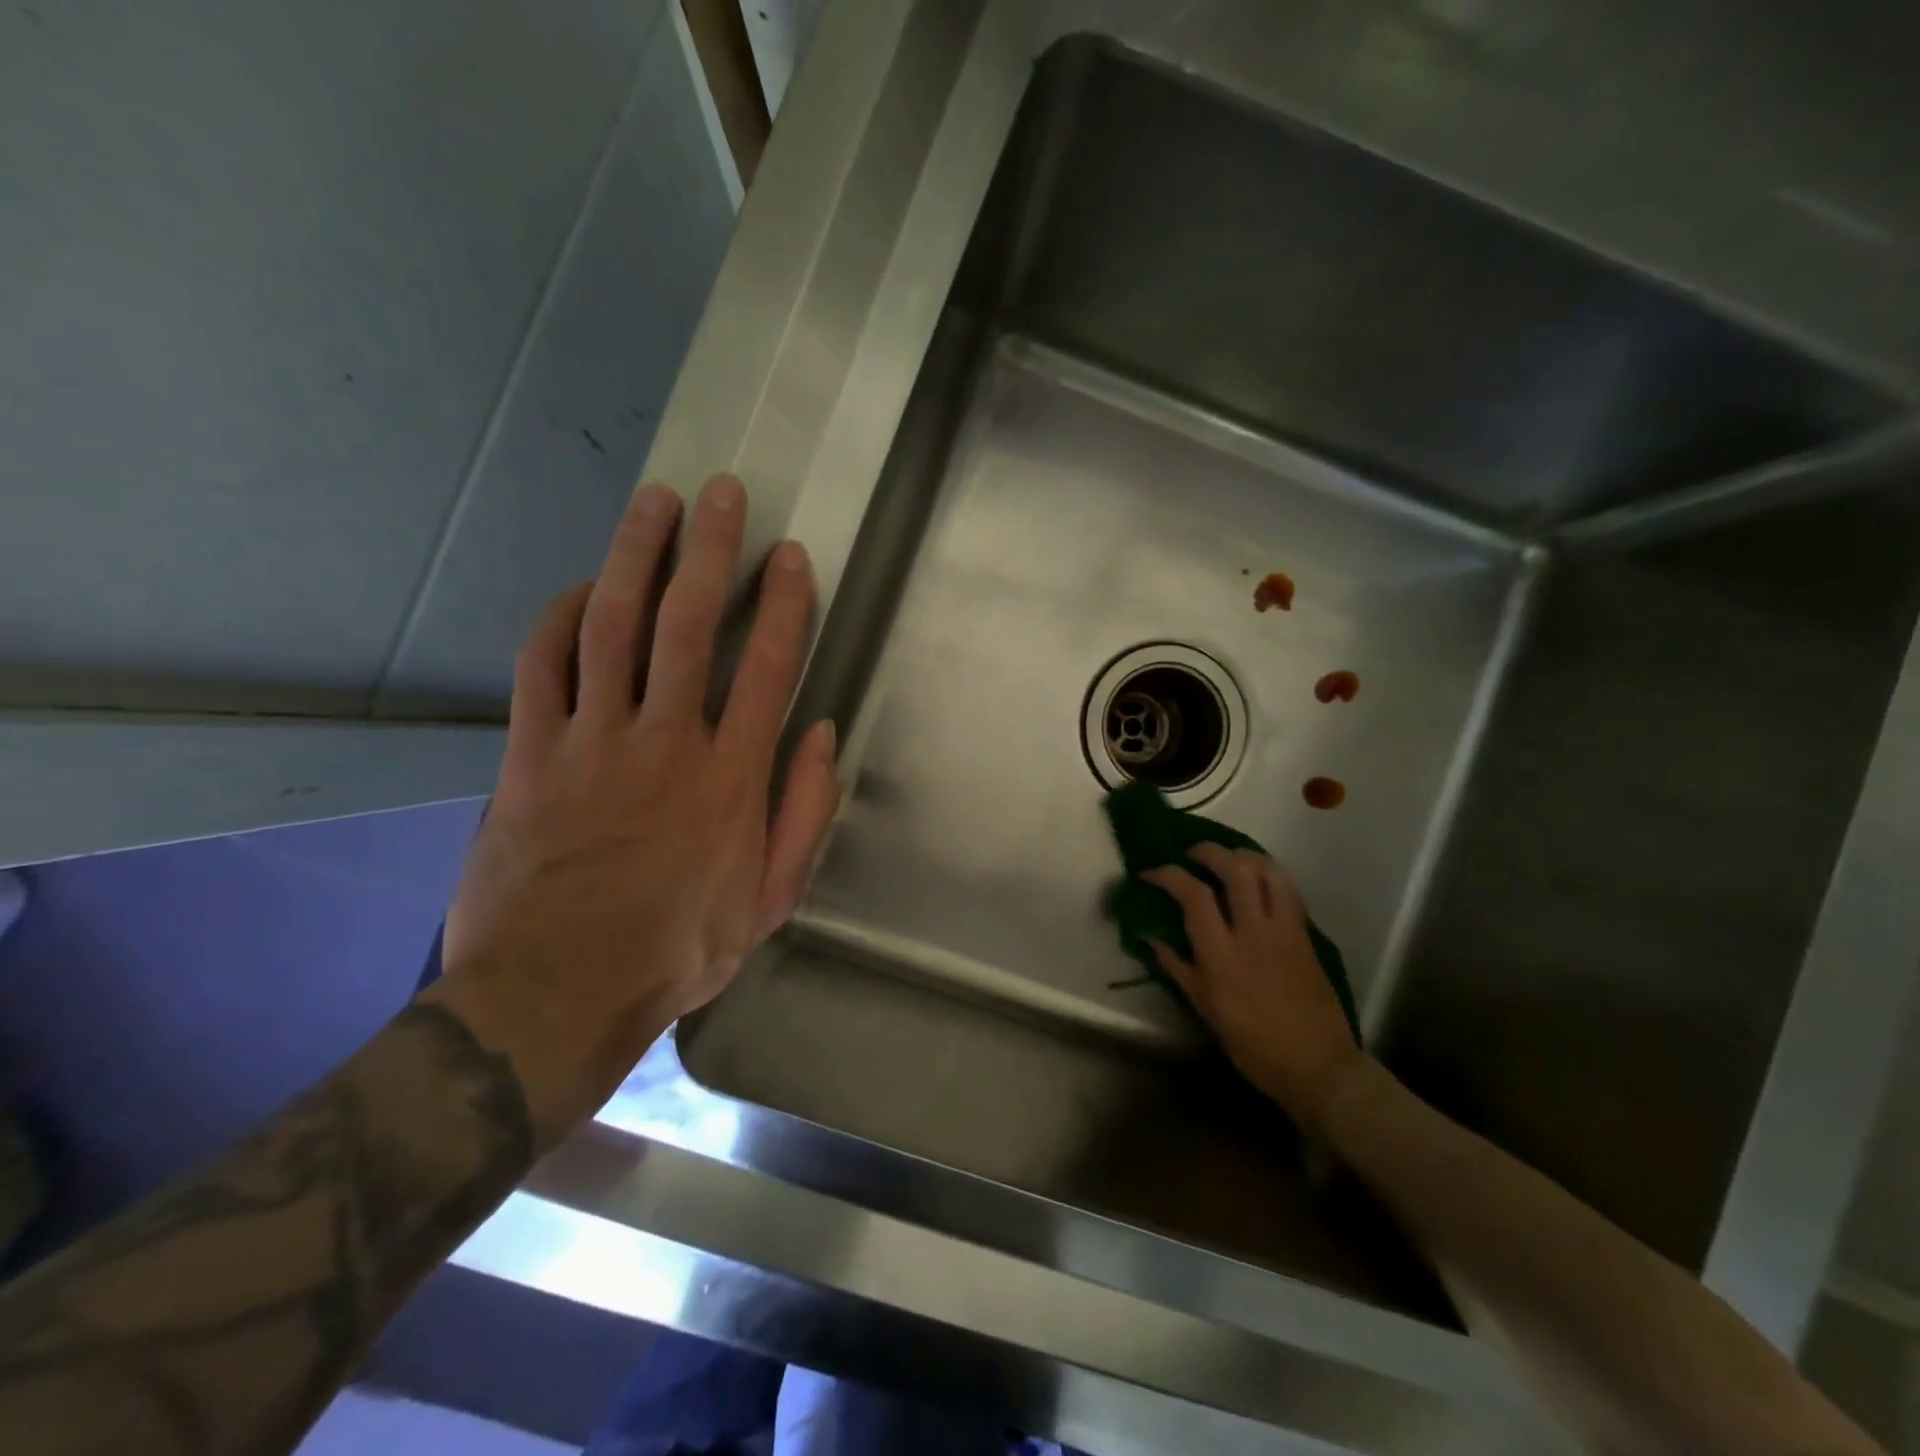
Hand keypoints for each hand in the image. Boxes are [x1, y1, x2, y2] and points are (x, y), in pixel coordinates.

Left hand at [428, 474, 840, 1143]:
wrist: (557, 991)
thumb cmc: (678, 948)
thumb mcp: (770, 898)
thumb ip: (803, 812)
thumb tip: (820, 734)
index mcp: (730, 776)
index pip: (765, 666)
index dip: (783, 604)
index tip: (790, 555)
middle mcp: (664, 739)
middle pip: (686, 623)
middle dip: (709, 551)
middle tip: (721, 493)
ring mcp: (590, 740)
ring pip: (611, 625)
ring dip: (634, 556)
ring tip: (654, 503)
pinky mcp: (529, 753)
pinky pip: (543, 666)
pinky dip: (559, 618)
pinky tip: (579, 588)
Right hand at [1143, 845, 1367, 1135]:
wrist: (1318, 1066)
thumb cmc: (1254, 1045)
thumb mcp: (1205, 1010)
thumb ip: (1178, 968)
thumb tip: (1151, 939)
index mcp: (1223, 955)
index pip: (1194, 896)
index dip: (1169, 875)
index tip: (1150, 872)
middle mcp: (1254, 933)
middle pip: (1235, 870)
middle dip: (1208, 851)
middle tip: (1191, 853)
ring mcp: (1285, 931)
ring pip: (1268, 872)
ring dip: (1243, 856)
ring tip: (1227, 858)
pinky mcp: (1306, 935)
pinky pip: (1288, 890)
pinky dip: (1269, 874)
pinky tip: (1257, 880)